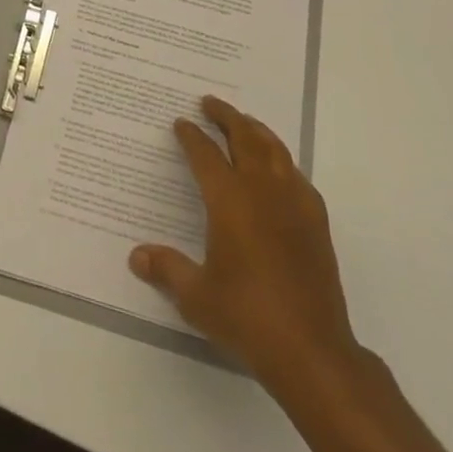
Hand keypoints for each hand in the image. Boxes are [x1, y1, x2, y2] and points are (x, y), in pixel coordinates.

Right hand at [129, 95, 359, 394]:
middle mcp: (262, 189)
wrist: (311, 349)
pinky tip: (278, 170)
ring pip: (274, 148)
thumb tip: (136, 256)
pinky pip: (295, 174)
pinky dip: (281, 160)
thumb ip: (167, 269)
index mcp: (230, 199)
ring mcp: (294, 202)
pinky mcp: (316, 220)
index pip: (205, 154)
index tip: (181, 123)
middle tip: (210, 102)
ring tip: (243, 122)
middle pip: (244, 137)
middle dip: (226, 116)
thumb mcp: (196, 296)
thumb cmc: (246, 316)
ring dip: (255, 129)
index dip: (191, 136)